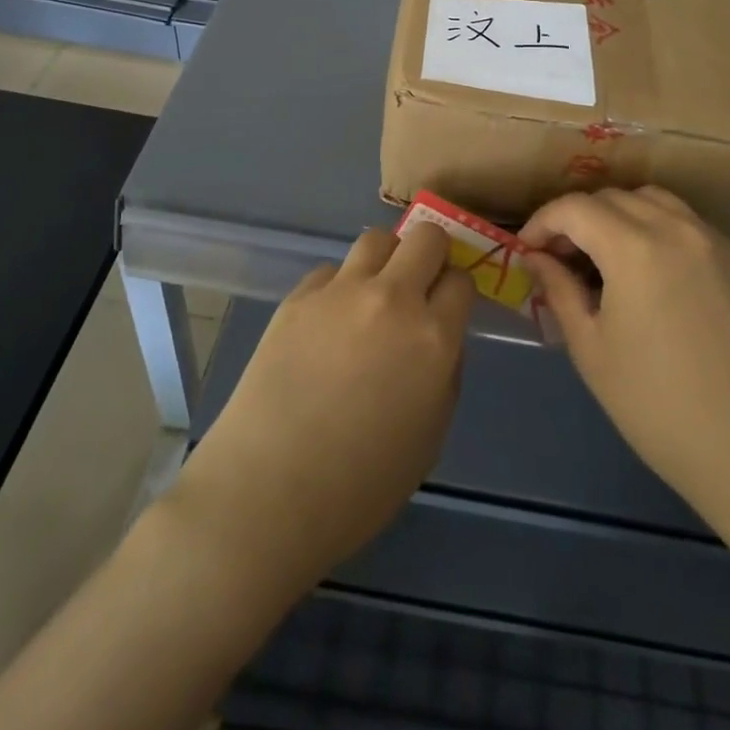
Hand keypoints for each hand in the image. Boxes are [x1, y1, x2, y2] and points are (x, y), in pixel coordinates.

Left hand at [171, 225, 474, 599]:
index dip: (456, 292)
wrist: (269, 492)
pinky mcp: (298, 296)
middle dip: (431, 254)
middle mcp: (392, 299)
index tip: (447, 308)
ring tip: (373, 295)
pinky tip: (327, 324)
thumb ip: (446, 373)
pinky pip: (331, 271)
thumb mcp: (430, 436)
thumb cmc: (361, 485)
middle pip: (426, 237)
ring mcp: (341, 292)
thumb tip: (440, 338)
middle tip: (419, 285)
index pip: (461, 280)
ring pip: (377, 239)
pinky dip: (339, 288)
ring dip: (386, 260)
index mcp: (433, 338)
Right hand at [521, 187, 729, 530]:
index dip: (542, 222)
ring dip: (619, 215)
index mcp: (634, 248)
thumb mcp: (591, 349)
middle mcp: (677, 229)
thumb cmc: (656, 406)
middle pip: (612, 198)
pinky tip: (654, 273)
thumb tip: (537, 258)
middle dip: (577, 218)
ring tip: (606, 255)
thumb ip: (560, 289)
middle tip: (562, 257)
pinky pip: (690, 225)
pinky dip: (659, 230)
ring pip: (655, 200)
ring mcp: (716, 242)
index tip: (528, 251)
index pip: (574, 208)